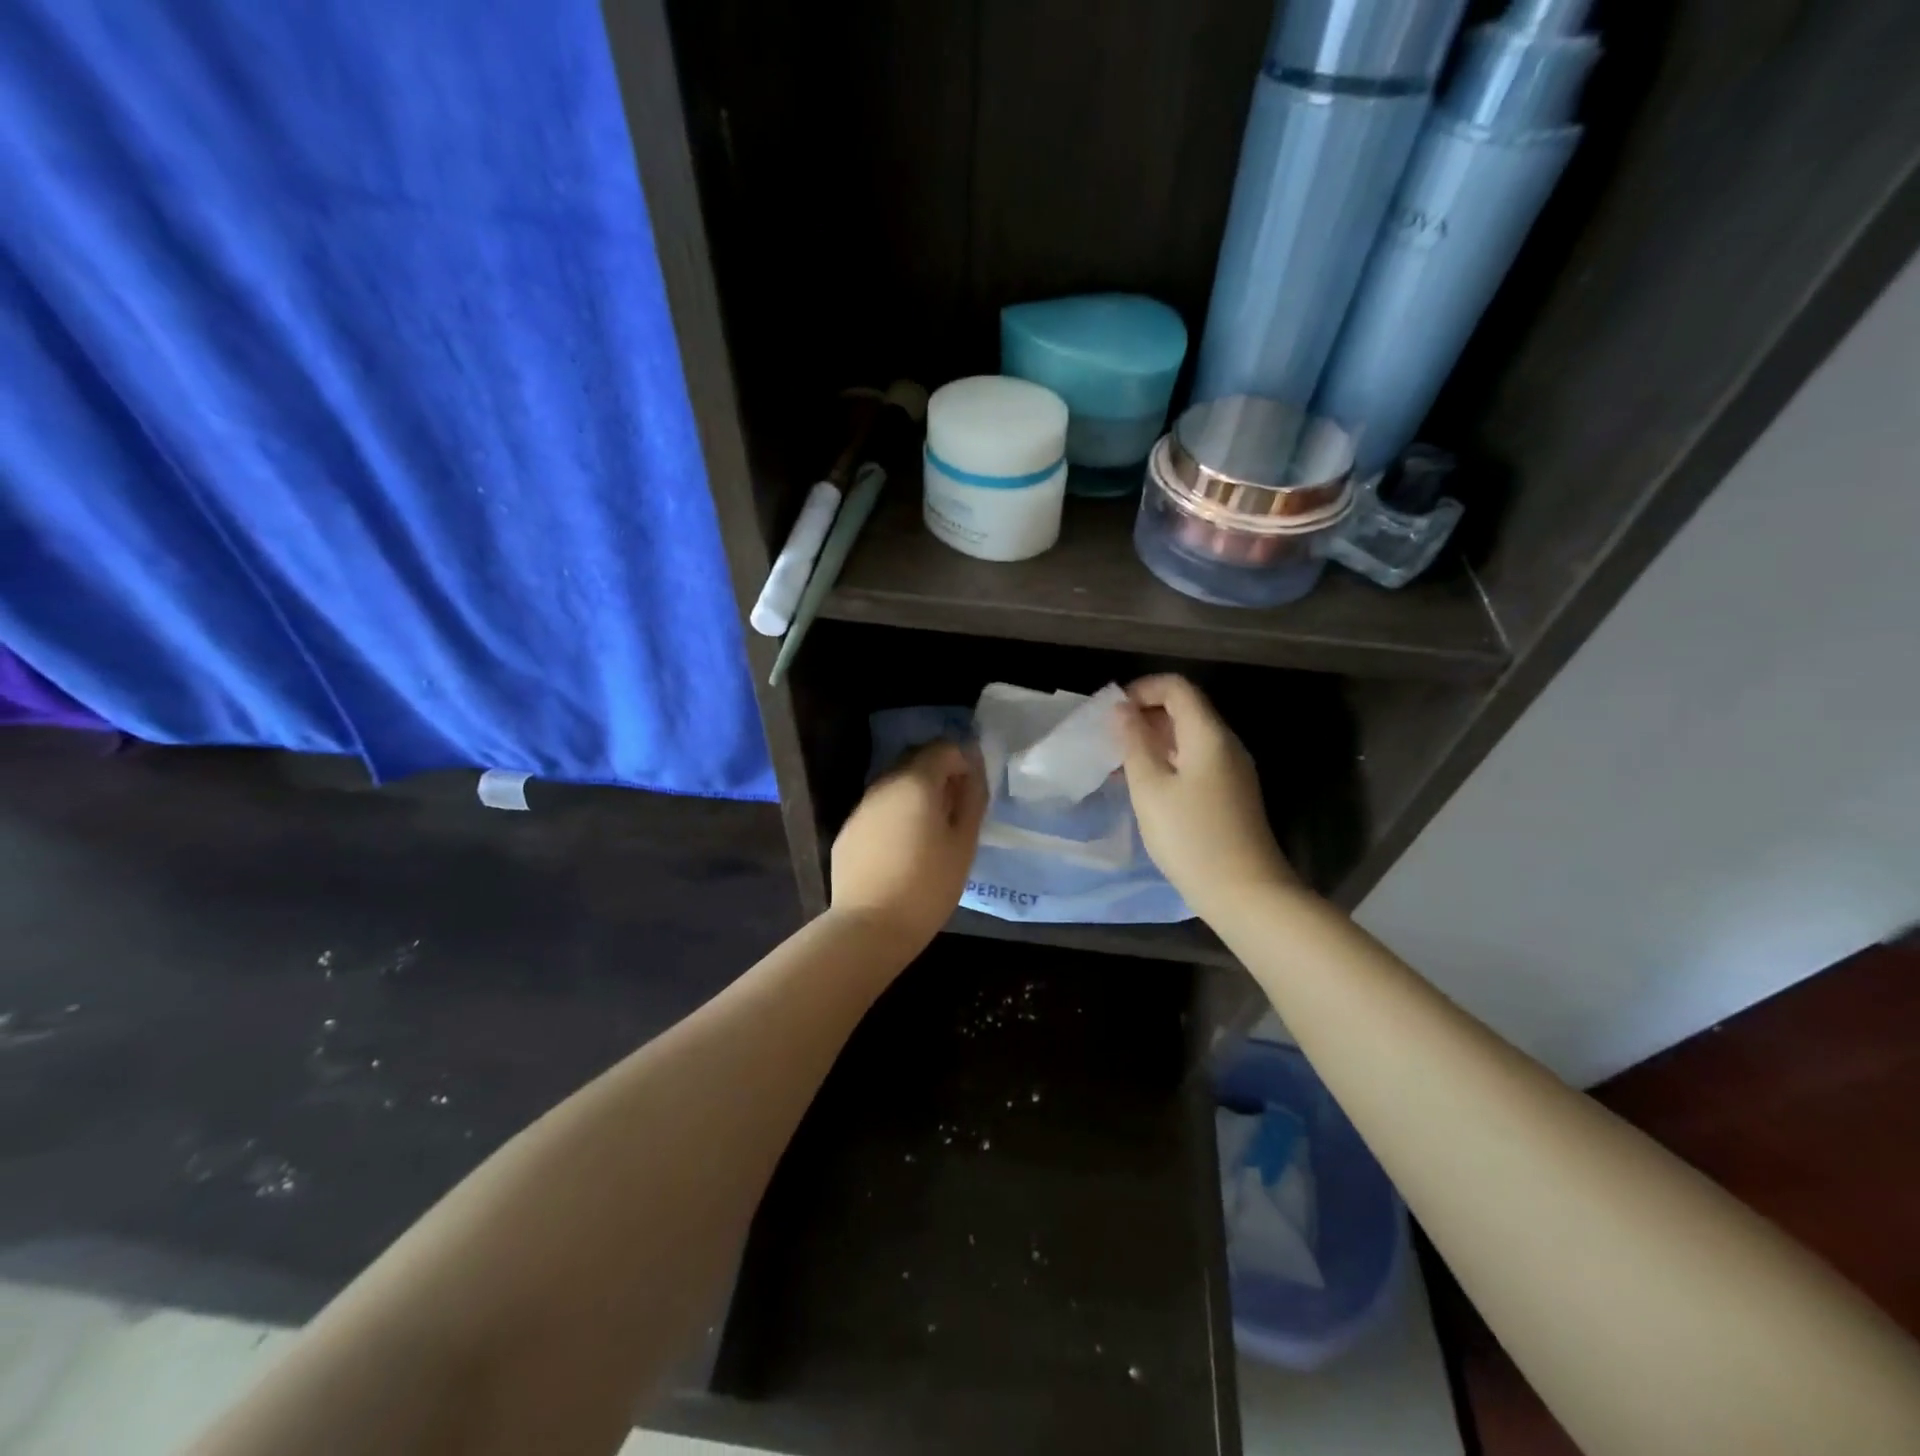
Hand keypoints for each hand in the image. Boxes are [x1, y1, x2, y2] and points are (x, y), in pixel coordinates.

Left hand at [831, 740, 987, 949]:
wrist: (870, 926)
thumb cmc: (928, 884)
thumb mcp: (964, 843)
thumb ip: (972, 799)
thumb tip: (973, 770)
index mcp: (916, 782)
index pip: (944, 748)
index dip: (963, 761)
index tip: (973, 790)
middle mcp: (885, 784)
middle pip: (916, 762)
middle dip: (939, 776)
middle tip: (956, 810)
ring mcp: (862, 807)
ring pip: (895, 786)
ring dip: (916, 796)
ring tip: (931, 832)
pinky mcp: (848, 831)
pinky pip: (879, 810)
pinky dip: (895, 816)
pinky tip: (902, 849)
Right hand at [1116, 675, 1300, 920]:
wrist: (1245, 893)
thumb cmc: (1191, 837)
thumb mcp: (1150, 789)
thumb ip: (1133, 744)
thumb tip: (1121, 709)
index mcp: (1208, 734)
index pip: (1176, 688)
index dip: (1142, 690)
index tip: (1111, 712)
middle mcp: (1225, 744)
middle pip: (1184, 710)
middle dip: (1144, 716)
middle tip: (1108, 739)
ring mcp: (1231, 770)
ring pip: (1187, 738)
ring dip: (1152, 742)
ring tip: (1118, 764)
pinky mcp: (1230, 794)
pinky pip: (1194, 762)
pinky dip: (1166, 763)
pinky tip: (1143, 787)